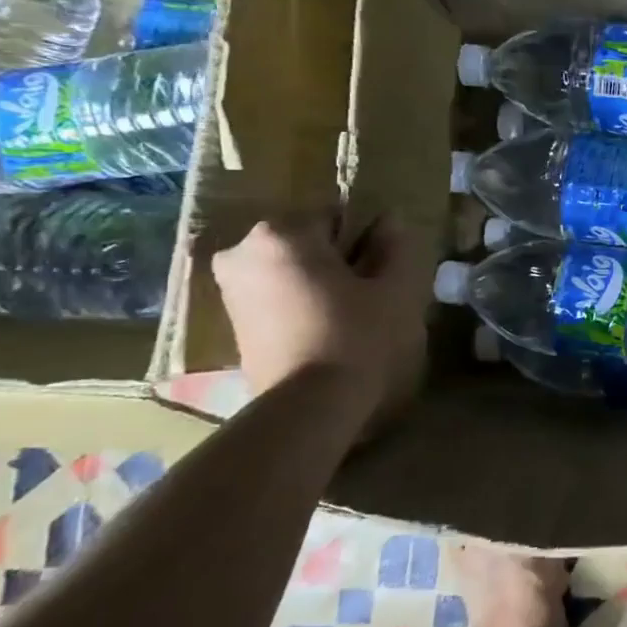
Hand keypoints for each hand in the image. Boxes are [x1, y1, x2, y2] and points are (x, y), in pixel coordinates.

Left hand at [211, 213, 427, 429]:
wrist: (310, 408)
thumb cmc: (359, 336)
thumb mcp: (396, 287)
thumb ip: (395, 246)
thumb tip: (389, 219)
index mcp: (281, 232)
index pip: (337, 217)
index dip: (367, 242)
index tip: (384, 272)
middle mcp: (242, 252)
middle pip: (310, 244)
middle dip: (341, 262)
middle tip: (370, 296)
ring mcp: (230, 290)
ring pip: (293, 271)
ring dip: (322, 285)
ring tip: (352, 318)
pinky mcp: (231, 325)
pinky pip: (277, 298)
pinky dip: (302, 306)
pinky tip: (328, 333)